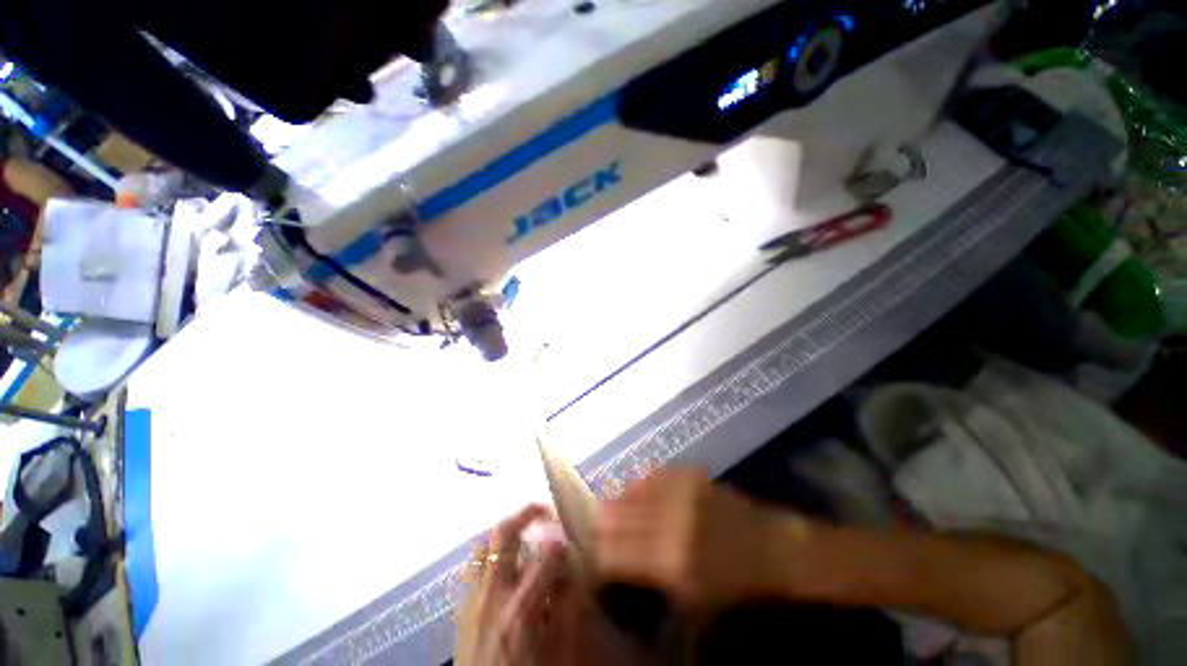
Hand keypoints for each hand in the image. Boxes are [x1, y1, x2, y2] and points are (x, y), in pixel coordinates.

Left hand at [457, 505, 645, 665]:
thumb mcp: (556, 647)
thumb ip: (567, 605)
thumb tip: (571, 571)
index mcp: (521, 607)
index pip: (546, 555)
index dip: (560, 543)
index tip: (567, 541)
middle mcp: (493, 593)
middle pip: (503, 534)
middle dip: (526, 513)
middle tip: (542, 510)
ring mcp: (472, 597)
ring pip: (483, 544)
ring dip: (504, 533)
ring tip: (521, 535)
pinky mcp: (461, 606)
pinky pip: (473, 566)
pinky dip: (489, 555)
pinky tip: (502, 565)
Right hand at [595, 469, 799, 612]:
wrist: (768, 547)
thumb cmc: (731, 583)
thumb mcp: (691, 598)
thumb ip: (649, 576)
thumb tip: (616, 558)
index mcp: (669, 562)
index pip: (615, 553)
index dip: (599, 551)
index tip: (593, 550)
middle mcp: (670, 523)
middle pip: (618, 517)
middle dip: (603, 523)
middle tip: (596, 525)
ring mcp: (680, 493)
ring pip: (632, 491)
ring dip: (618, 500)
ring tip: (610, 505)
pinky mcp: (689, 474)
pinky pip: (652, 474)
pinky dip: (639, 483)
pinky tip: (634, 488)